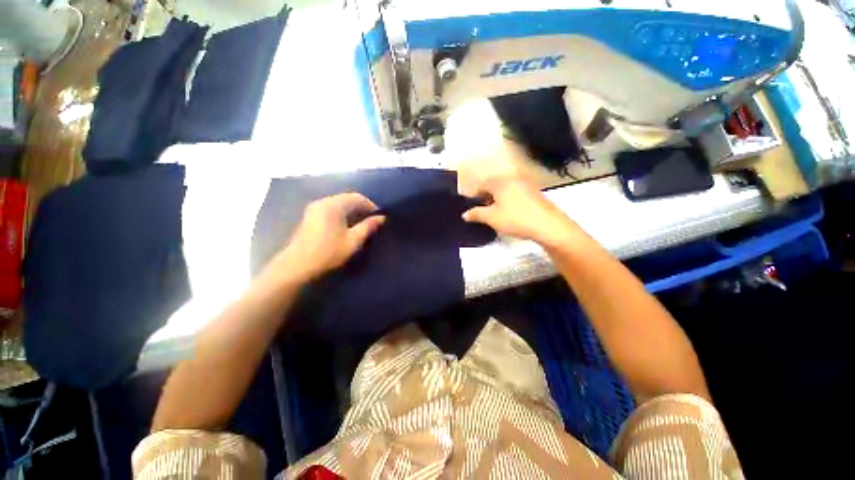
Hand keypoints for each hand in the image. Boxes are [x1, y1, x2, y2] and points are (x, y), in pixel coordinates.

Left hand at [269, 193, 384, 282]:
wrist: (296, 268)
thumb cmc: (328, 254)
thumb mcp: (353, 241)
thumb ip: (368, 227)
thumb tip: (382, 217)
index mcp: (333, 205)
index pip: (357, 197)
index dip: (371, 206)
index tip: (379, 218)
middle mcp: (322, 202)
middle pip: (347, 199)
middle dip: (361, 208)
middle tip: (372, 222)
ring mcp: (314, 209)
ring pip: (339, 204)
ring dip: (352, 212)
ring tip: (361, 225)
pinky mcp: (309, 218)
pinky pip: (331, 210)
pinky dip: (342, 215)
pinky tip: (346, 227)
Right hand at [459, 164, 579, 247]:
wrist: (548, 226)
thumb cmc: (515, 219)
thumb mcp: (491, 218)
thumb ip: (476, 214)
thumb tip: (464, 214)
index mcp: (499, 182)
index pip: (481, 185)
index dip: (473, 197)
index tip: (471, 209)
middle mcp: (512, 179)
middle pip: (493, 186)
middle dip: (485, 198)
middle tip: (482, 213)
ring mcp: (525, 184)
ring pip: (504, 190)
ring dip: (496, 200)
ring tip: (495, 214)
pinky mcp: (534, 192)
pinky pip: (515, 193)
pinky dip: (508, 201)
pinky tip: (510, 213)